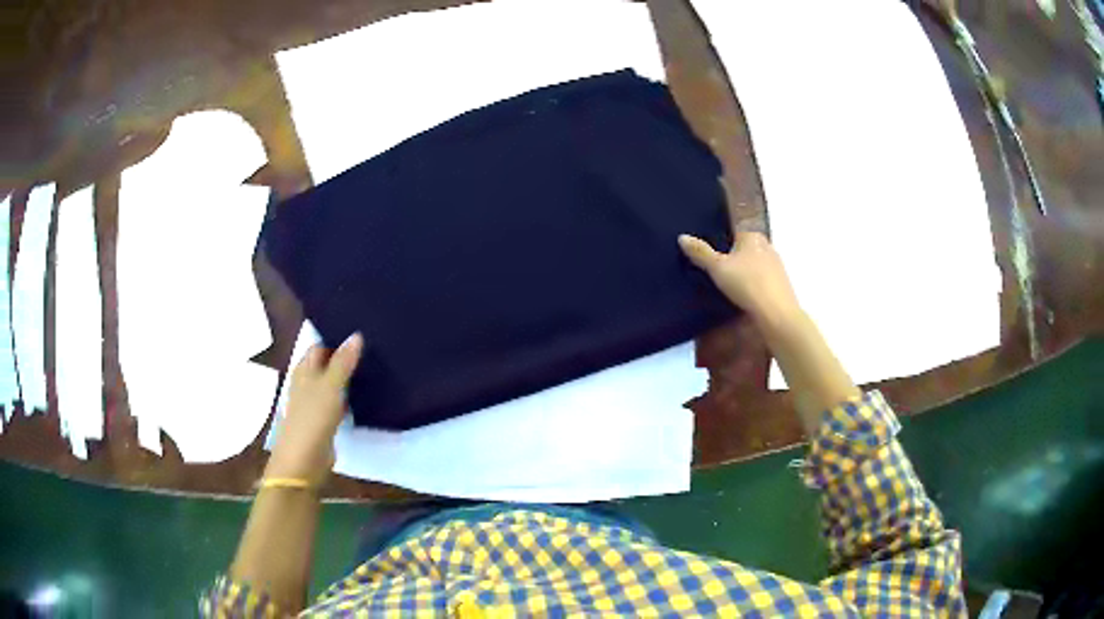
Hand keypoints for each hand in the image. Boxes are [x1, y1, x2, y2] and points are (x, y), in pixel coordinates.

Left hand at [266, 333, 363, 485]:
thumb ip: (343, 362)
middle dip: (344, 358)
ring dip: (348, 378)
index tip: (361, 334)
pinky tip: (365, 396)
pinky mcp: (323, 420)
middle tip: (372, 350)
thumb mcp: (331, 386)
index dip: (336, 339)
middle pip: (326, 364)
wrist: (304, 459)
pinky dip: (349, 398)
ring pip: (333, 383)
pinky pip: (338, 402)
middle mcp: (307, 382)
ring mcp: (314, 402)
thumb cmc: (313, 417)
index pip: (320, 346)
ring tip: (374, 369)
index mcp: (304, 369)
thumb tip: (357, 335)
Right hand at [678, 232, 801, 327]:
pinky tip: (742, 299)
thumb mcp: (717, 267)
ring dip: (743, 275)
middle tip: (714, 273)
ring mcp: (777, 267)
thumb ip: (700, 252)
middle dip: (732, 259)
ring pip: (753, 267)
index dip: (720, 243)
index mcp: (753, 236)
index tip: (709, 256)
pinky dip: (752, 288)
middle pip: (744, 250)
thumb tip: (682, 236)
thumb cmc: (747, 284)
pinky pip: (761, 282)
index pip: (733, 233)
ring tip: (726, 288)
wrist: (777, 315)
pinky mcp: (781, 286)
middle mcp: (767, 247)